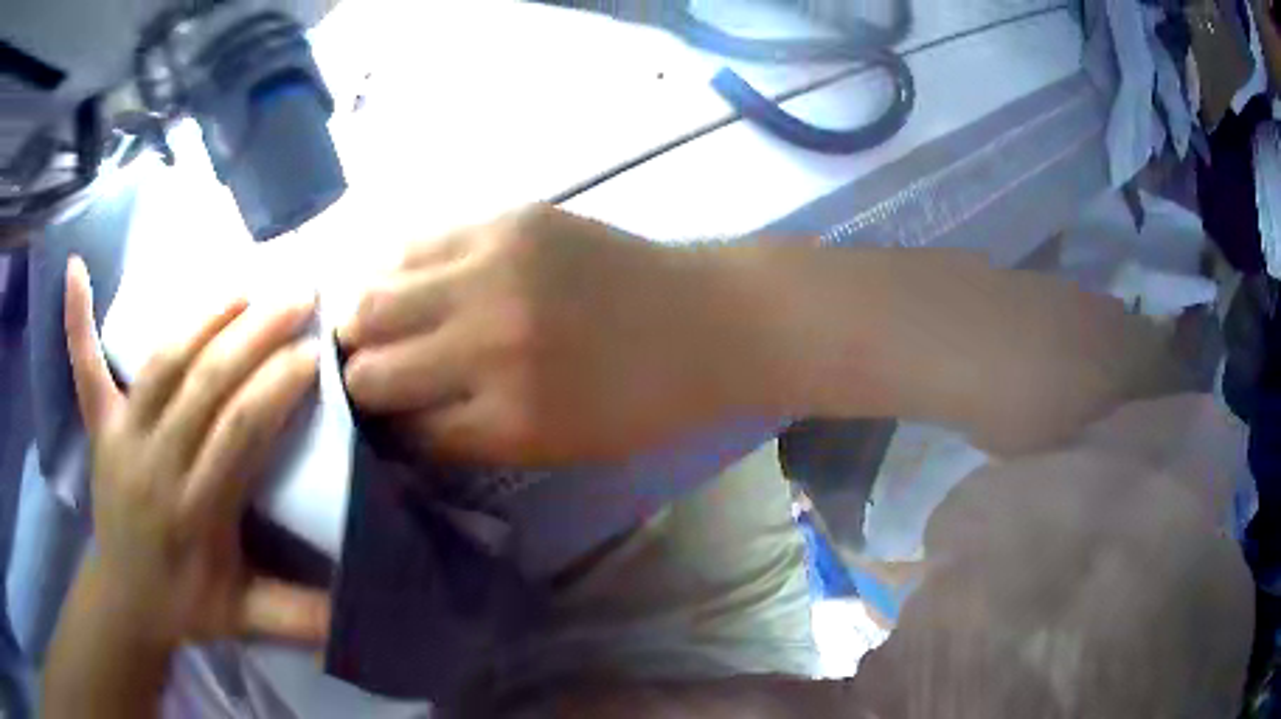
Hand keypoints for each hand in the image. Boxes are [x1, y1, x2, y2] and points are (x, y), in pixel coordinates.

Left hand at [63, 257, 328, 649]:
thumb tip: (357, 608)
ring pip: (161, 363)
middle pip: (204, 384)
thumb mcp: (247, 620)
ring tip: (246, 285)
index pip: (238, 434)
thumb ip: (300, 617)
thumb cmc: (188, 607)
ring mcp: (118, 438)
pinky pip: (83, 366)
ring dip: (204, 317)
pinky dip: (77, 318)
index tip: (314, 353)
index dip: (275, 388)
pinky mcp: (97, 425)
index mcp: (193, 513)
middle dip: (255, 334)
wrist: (126, 602)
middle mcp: (153, 465)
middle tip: (298, 295)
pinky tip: (74, 268)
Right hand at [337, 205, 770, 464]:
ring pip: (371, 300)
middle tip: (361, 379)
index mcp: (508, 421)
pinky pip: (413, 244)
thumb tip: (398, 424)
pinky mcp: (505, 220)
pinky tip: (401, 284)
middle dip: (354, 382)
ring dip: (358, 323)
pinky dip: (392, 270)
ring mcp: (492, 271)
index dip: (380, 435)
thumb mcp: (557, 448)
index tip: (373, 428)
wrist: (708, 320)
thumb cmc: (643, 401)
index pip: (401, 434)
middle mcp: (486, 345)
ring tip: (367, 329)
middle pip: (368, 368)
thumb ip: (471, 438)